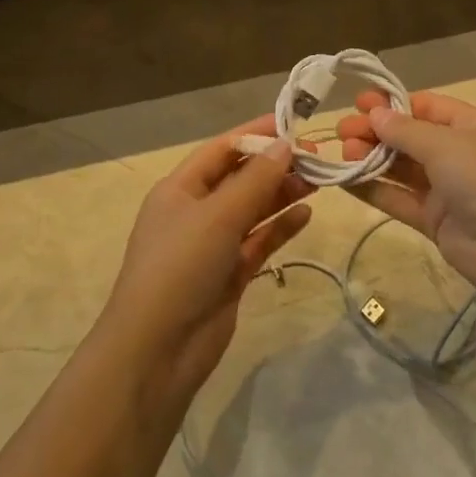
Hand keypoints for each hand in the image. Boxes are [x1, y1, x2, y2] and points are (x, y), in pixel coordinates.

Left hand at [101, 117, 312, 403]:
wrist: (158, 352)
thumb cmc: (180, 267)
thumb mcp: (218, 215)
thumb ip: (256, 179)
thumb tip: (285, 144)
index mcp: (180, 188)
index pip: (222, 149)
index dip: (256, 134)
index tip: (294, 124)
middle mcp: (196, 211)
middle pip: (240, 178)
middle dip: (275, 165)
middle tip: (317, 157)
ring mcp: (213, 244)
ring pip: (253, 209)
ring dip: (282, 194)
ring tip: (318, 182)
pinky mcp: (230, 274)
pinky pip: (259, 241)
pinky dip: (281, 227)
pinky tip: (307, 215)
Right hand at [335, 92, 475, 307]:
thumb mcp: (446, 145)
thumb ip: (405, 131)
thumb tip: (375, 114)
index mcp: (472, 126)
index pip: (427, 107)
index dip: (393, 105)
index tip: (358, 104)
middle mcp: (460, 154)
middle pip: (410, 137)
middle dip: (376, 132)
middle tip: (341, 132)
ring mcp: (448, 189)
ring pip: (402, 168)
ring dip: (371, 159)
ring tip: (341, 153)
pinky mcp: (436, 221)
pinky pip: (400, 199)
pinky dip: (374, 189)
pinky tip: (345, 181)